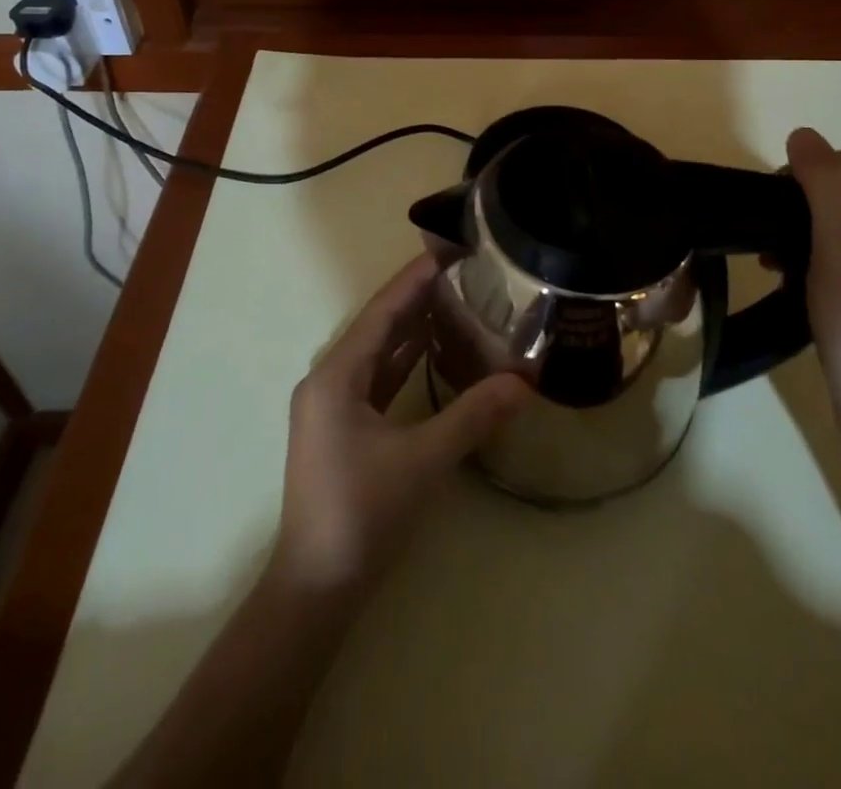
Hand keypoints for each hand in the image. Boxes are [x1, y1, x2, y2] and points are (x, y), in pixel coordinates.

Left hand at [273, 256, 530, 598]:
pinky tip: (434, 350)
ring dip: (412, 328)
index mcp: (336, 375)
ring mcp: (333, 405)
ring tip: (457, 300)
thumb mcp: (422, 461)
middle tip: (464, 271)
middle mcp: (329, 379)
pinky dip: (405, 361)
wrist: (315, 589)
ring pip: (378, 352)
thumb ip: (472, 416)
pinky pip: (377, 378)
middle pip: (379, 325)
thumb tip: (524, 383)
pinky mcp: (343, 427)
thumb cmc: (361, 515)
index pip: (382, 311)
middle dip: (418, 298)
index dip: (415, 279)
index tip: (449, 250)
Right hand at [781, 128, 840, 459]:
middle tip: (768, 243)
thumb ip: (824, 188)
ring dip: (802, 237)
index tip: (768, 213)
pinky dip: (814, 263)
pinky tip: (791, 283)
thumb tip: (803, 134)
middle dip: (800, 210)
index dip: (804, 179)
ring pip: (840, 230)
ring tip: (772, 265)